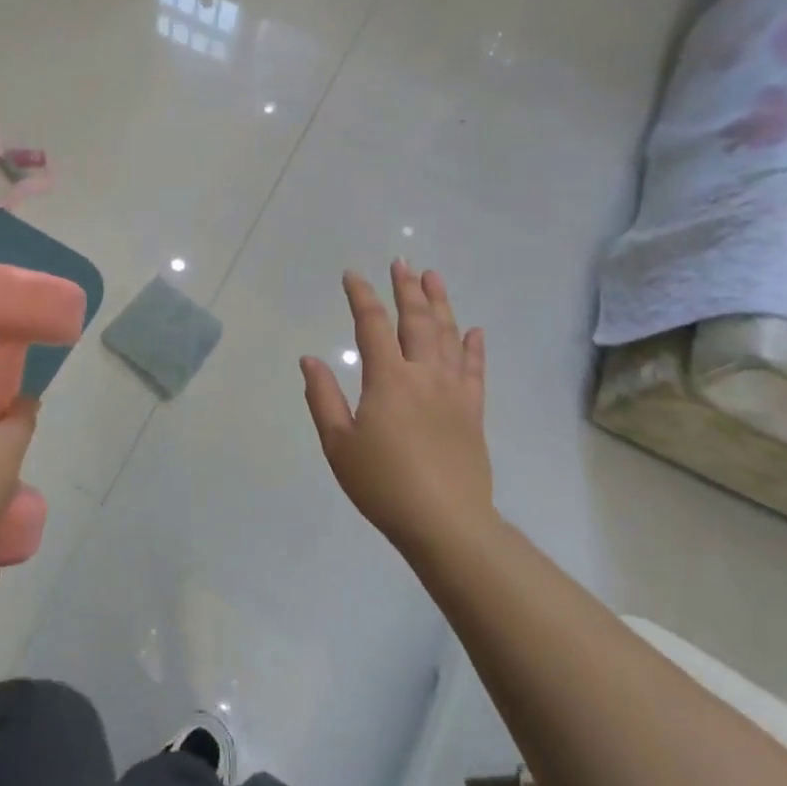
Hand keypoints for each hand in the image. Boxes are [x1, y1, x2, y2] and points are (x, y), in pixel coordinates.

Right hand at [301, 262, 491, 554]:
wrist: (446, 523)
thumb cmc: (382, 484)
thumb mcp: (338, 443)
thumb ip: (323, 397)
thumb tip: (310, 359)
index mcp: (388, 379)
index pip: (373, 324)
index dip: (361, 296)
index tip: (352, 275)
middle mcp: (423, 374)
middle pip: (417, 320)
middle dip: (407, 288)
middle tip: (402, 262)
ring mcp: (453, 391)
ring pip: (448, 336)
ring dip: (441, 303)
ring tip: (434, 277)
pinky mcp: (473, 411)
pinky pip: (475, 369)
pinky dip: (474, 346)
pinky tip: (474, 330)